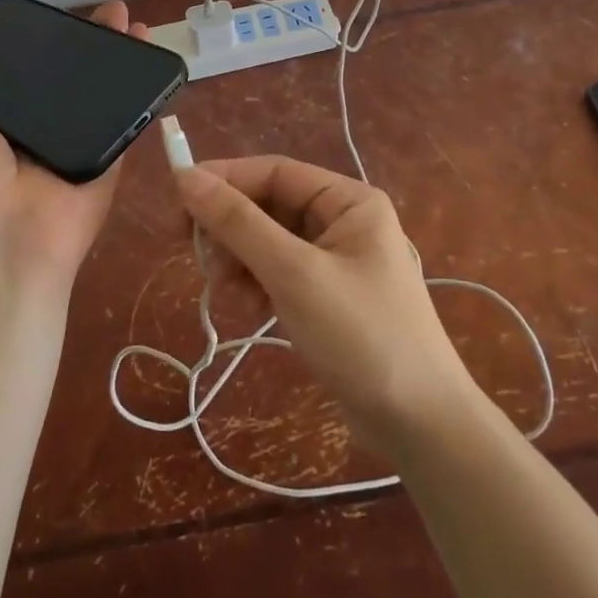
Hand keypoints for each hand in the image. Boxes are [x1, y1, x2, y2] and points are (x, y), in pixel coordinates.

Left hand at [0, 0, 149, 301]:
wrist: (10, 245)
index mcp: (0, 127)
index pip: (25, 76)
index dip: (42, 47)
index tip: (57, 21)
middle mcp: (41, 132)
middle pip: (69, 78)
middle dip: (89, 45)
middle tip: (111, 14)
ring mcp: (80, 143)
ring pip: (101, 92)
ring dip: (119, 58)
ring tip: (135, 23)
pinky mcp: (111, 156)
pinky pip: (127, 119)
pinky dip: (141, 90)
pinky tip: (152, 55)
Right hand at [175, 156, 476, 455]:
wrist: (421, 426)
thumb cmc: (361, 336)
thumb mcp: (293, 274)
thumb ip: (238, 223)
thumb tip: (186, 176)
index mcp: (348, 200)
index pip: (273, 171)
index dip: (224, 180)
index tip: (177, 200)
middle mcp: (343, 221)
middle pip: (268, 206)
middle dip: (231, 229)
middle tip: (198, 257)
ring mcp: (335, 260)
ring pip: (267, 242)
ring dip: (240, 261)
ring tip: (226, 292)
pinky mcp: (326, 296)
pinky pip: (278, 273)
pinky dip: (256, 284)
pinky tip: (249, 309)